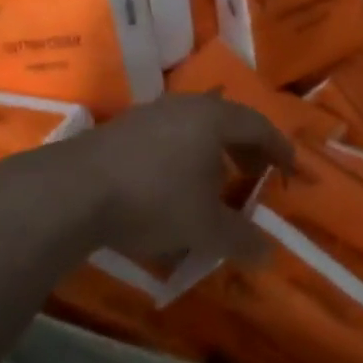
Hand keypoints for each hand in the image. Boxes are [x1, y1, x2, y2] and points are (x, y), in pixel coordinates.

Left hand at [3, 95, 292, 262]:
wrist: (71, 192)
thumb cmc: (154, 199)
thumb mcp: (204, 227)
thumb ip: (240, 239)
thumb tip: (269, 254)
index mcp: (213, 118)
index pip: (259, 126)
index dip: (279, 148)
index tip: (290, 169)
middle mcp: (184, 107)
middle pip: (227, 122)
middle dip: (246, 150)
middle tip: (256, 176)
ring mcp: (149, 115)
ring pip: (194, 129)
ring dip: (212, 154)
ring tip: (215, 184)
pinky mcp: (120, 130)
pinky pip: (167, 138)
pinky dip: (183, 158)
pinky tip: (172, 188)